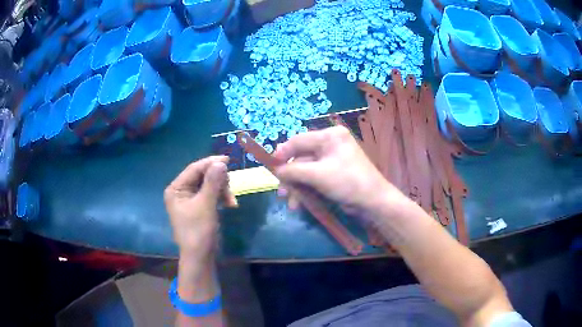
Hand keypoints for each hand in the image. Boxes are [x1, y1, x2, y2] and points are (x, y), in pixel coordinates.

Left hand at [164, 156, 234, 259]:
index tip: (228, 160)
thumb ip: (213, 182)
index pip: (194, 169)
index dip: (210, 163)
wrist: (200, 256)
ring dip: (222, 190)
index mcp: (176, 189)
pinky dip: (221, 197)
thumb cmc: (198, 231)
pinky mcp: (199, 206)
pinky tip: (230, 204)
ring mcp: (190, 199)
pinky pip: (211, 194)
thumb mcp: (206, 205)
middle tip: (230, 188)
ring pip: (209, 185)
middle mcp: (181, 191)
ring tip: (231, 201)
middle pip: (202, 176)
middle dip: (218, 181)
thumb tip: (221, 163)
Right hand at [274, 126, 403, 215]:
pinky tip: (301, 203)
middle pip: (301, 157)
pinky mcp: (333, 173)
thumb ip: (294, 170)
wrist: (373, 201)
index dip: (282, 153)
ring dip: (297, 186)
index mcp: (330, 136)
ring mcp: (332, 159)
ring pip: (306, 170)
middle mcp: (330, 144)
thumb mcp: (318, 175)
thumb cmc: (347, 182)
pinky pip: (314, 177)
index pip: (299, 140)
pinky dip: (307, 189)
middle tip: (281, 192)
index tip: (270, 167)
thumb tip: (276, 170)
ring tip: (292, 204)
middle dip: (291, 176)